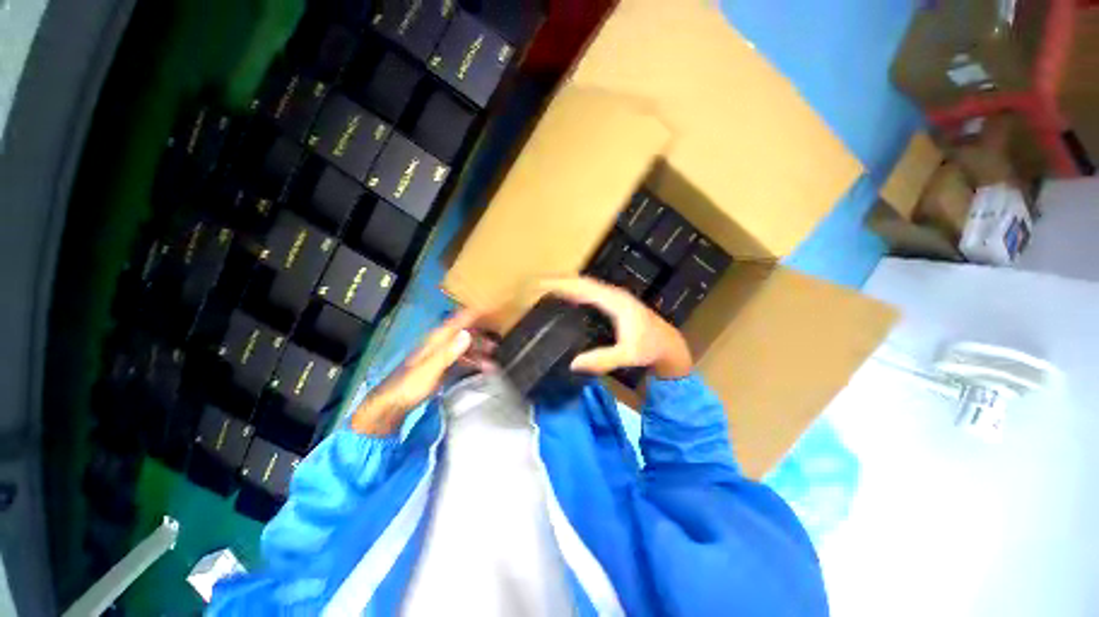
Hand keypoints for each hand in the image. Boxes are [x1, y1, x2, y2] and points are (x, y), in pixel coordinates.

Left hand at [352, 310, 485, 435]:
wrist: (392, 403)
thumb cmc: (410, 384)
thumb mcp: (431, 368)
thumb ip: (449, 351)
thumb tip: (467, 333)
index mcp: (436, 340)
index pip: (457, 321)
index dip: (472, 314)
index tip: (488, 309)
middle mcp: (440, 344)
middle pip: (463, 334)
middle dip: (480, 336)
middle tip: (496, 344)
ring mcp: (441, 356)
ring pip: (464, 347)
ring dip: (478, 352)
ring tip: (492, 361)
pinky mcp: (442, 367)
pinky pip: (461, 360)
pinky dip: (472, 362)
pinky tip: (481, 369)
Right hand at [537, 277, 692, 378]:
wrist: (668, 344)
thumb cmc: (650, 348)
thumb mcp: (628, 355)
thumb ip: (602, 359)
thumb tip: (573, 363)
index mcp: (614, 301)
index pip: (583, 287)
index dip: (562, 284)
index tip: (541, 284)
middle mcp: (613, 294)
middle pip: (582, 282)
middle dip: (559, 281)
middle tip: (537, 286)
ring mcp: (614, 297)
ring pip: (586, 285)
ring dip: (567, 285)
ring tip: (546, 289)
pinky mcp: (614, 303)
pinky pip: (590, 292)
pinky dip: (575, 292)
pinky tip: (567, 299)